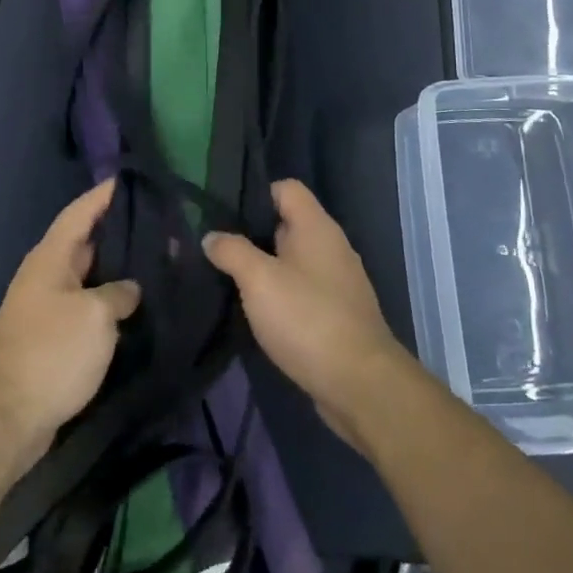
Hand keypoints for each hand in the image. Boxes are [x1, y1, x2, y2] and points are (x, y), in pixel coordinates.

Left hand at [0, 180, 140, 469]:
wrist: (9, 415)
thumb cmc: (52, 352)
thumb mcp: (94, 316)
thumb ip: (119, 293)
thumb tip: (129, 289)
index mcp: (51, 258)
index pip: (79, 213)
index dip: (103, 196)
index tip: (130, 179)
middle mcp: (47, 275)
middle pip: (86, 243)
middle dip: (119, 232)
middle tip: (161, 225)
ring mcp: (48, 307)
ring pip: (89, 276)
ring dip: (119, 270)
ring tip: (158, 263)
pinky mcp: (54, 337)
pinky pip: (87, 306)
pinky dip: (111, 301)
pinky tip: (138, 307)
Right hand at [203, 179, 409, 446]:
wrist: (359, 384)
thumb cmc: (307, 319)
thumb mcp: (258, 280)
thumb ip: (232, 251)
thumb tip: (212, 236)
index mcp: (316, 227)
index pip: (286, 188)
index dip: (256, 195)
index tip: (224, 215)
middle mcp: (332, 247)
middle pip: (287, 224)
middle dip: (253, 235)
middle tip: (217, 249)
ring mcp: (338, 283)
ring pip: (293, 262)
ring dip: (265, 270)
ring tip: (229, 282)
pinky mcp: (338, 315)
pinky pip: (303, 292)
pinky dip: (281, 297)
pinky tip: (257, 314)